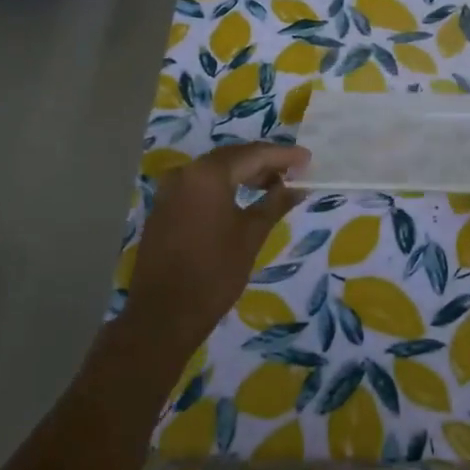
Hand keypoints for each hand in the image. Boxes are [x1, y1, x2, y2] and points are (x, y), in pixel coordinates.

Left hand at [125, 142, 309, 357]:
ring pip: (214, 171)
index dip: (283, 155)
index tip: (307, 158)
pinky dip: (224, 186)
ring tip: (273, 185)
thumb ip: (275, 204)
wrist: (163, 315)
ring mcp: (170, 190)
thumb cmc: (214, 273)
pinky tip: (242, 198)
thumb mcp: (251, 236)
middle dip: (264, 162)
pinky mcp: (164, 207)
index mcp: (208, 174)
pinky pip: (199, 185)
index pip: (253, 154)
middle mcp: (186, 172)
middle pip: (232, 157)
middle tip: (294, 170)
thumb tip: (297, 187)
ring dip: (244, 174)